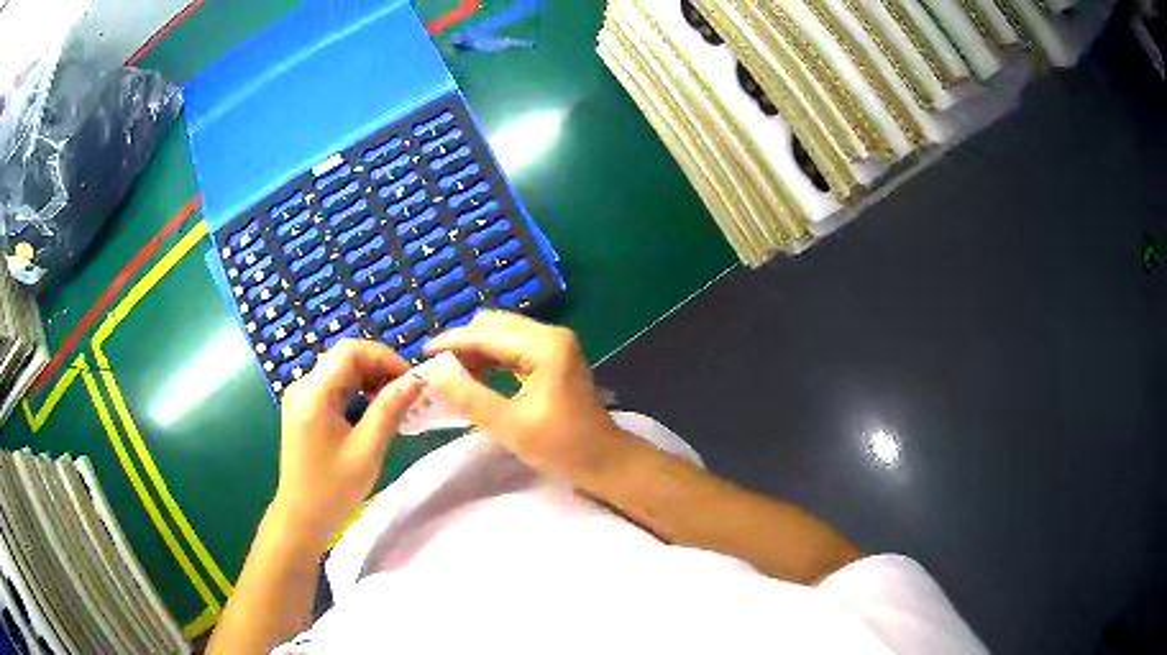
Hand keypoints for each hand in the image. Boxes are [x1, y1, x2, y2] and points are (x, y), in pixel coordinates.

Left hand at [273, 339, 421, 546]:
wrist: (302, 517)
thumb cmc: (333, 489)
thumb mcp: (367, 450)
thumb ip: (389, 410)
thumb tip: (415, 381)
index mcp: (313, 393)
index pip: (350, 351)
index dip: (384, 357)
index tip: (410, 380)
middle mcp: (303, 387)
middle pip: (344, 358)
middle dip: (379, 368)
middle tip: (408, 393)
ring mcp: (301, 397)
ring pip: (341, 371)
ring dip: (370, 380)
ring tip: (395, 404)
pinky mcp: (304, 409)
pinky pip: (334, 388)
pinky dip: (357, 392)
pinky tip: (374, 412)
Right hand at [424, 311, 628, 476]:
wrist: (604, 460)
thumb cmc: (562, 447)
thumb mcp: (510, 426)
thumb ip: (470, 399)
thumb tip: (433, 377)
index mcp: (545, 346)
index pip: (486, 334)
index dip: (451, 343)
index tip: (421, 357)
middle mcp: (550, 334)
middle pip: (493, 325)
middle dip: (462, 344)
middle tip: (437, 370)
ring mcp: (554, 343)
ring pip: (501, 333)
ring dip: (474, 350)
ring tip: (451, 376)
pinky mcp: (553, 355)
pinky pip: (512, 346)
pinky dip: (490, 357)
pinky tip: (475, 377)